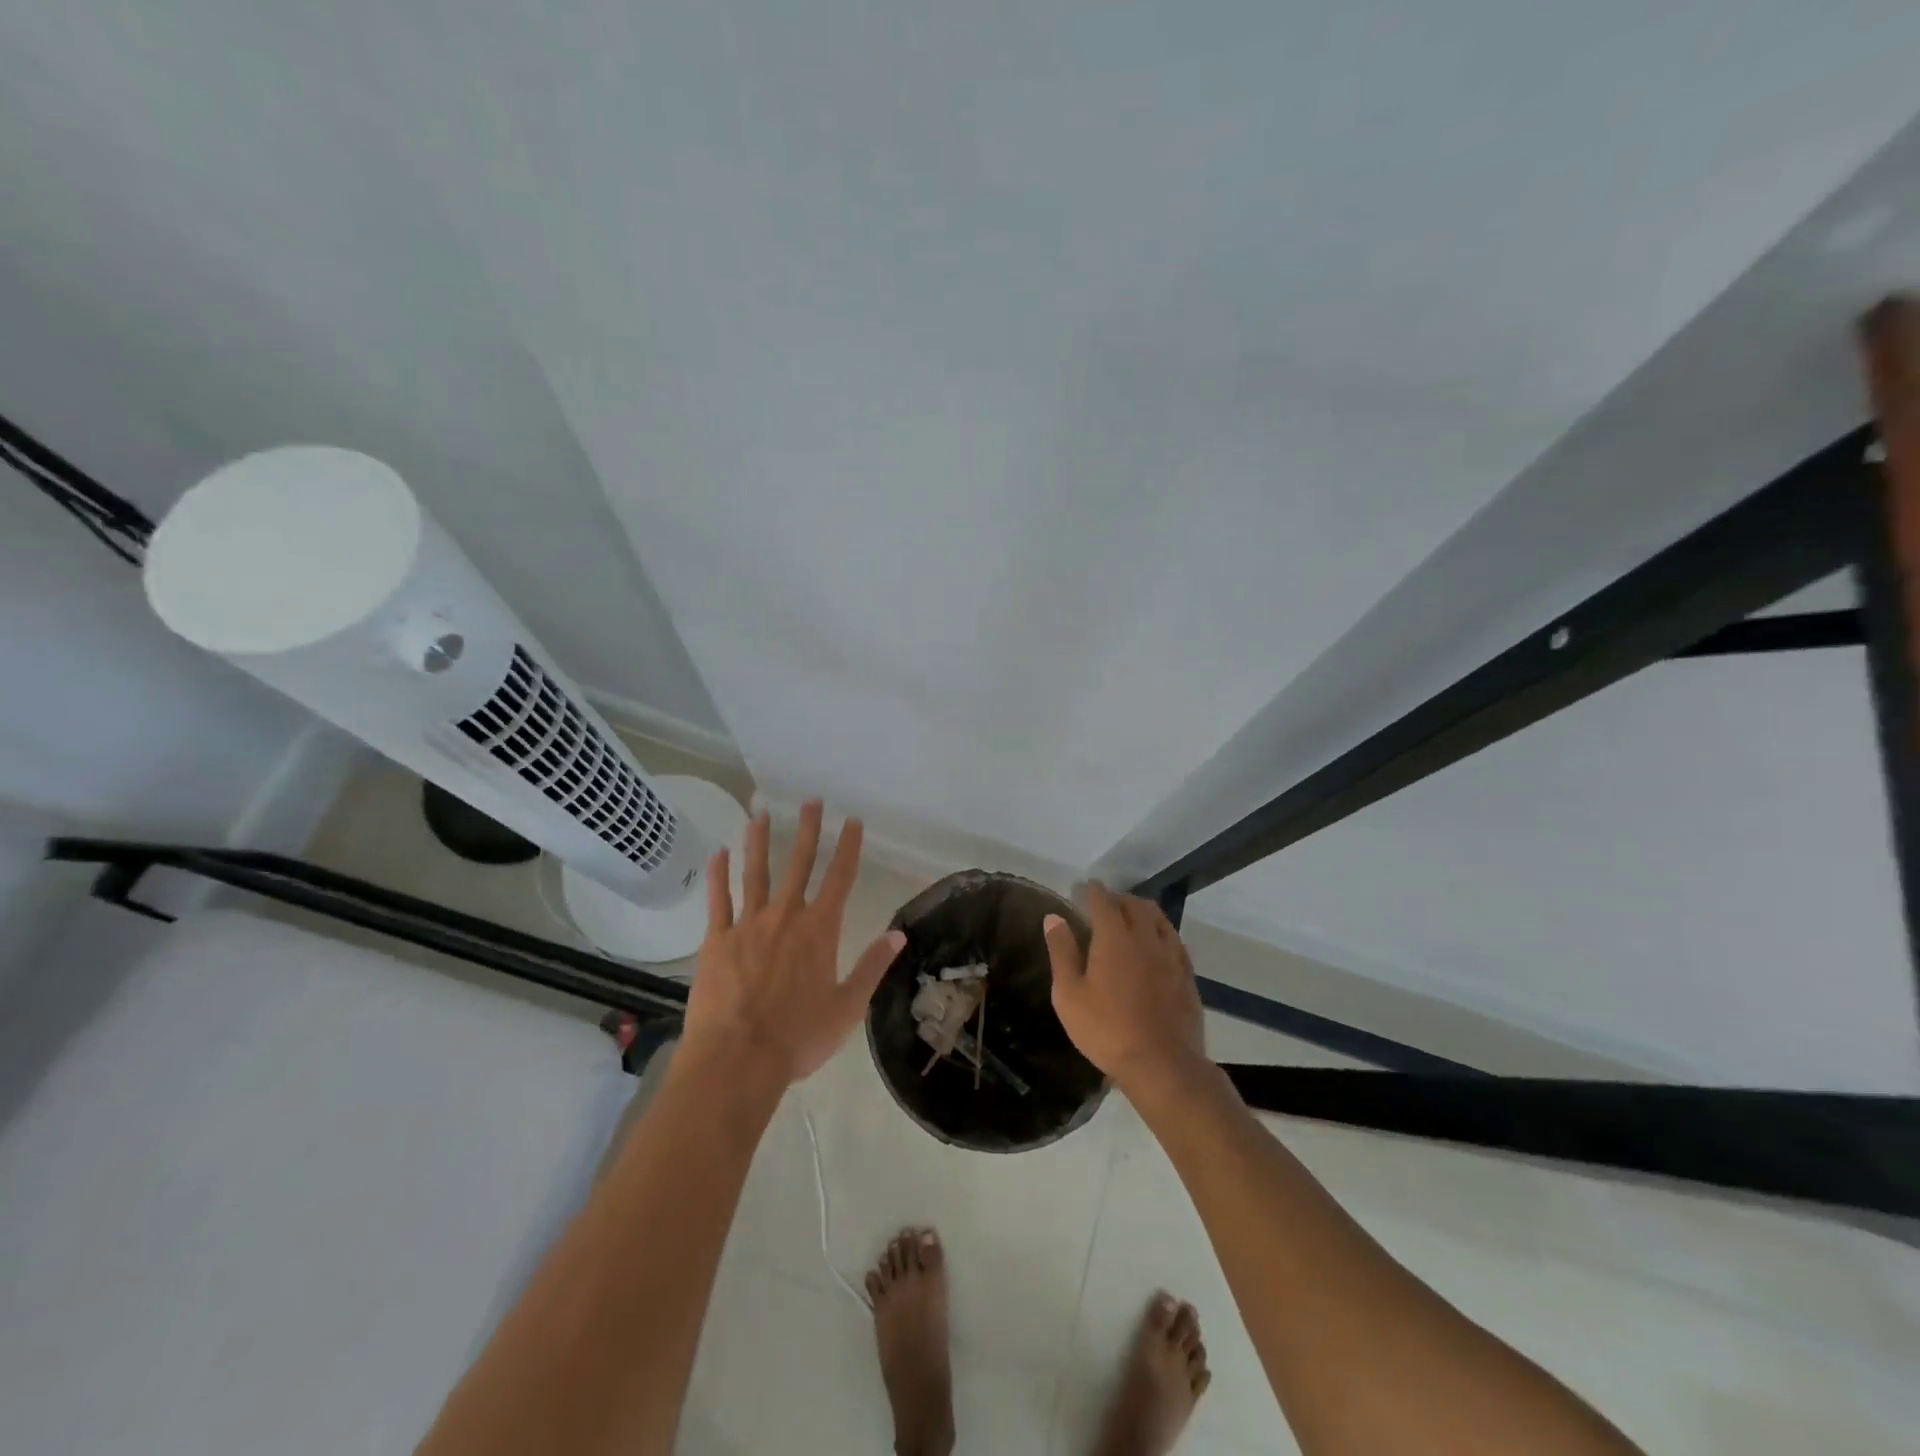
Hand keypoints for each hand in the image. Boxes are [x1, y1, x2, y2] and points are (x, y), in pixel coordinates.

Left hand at [682, 800, 905, 1084]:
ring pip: (755, 873)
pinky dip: (718, 875)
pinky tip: (718, 853)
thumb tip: (899, 934)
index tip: (852, 820)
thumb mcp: (848, 1007)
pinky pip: (717, 900)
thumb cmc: (798, 1037)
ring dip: (759, 841)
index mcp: (820, 930)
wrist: (738, 1059)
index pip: (839, 878)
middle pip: (799, 864)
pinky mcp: (716, 939)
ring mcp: (748, 924)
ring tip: (760, 812)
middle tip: (810, 800)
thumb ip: (872, 966)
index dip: (848, 847)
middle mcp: (786, 916)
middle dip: (807, 830)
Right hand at [1043, 882, 1206, 1094]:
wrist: (1162, 1064)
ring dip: (1142, 910)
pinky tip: (1155, 944)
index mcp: (1114, 936)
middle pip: (1134, 904)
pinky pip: (1174, 939)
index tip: (1080, 889)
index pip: (1102, 900)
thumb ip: (1062, 951)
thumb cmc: (1106, 1029)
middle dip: (1117, 898)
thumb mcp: (1069, 994)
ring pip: (1159, 918)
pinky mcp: (1187, 974)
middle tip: (1102, 904)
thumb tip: (1053, 917)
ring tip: (1130, 917)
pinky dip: (1160, 932)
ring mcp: (1171, 955)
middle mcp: (1146, 937)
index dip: (1090, 890)